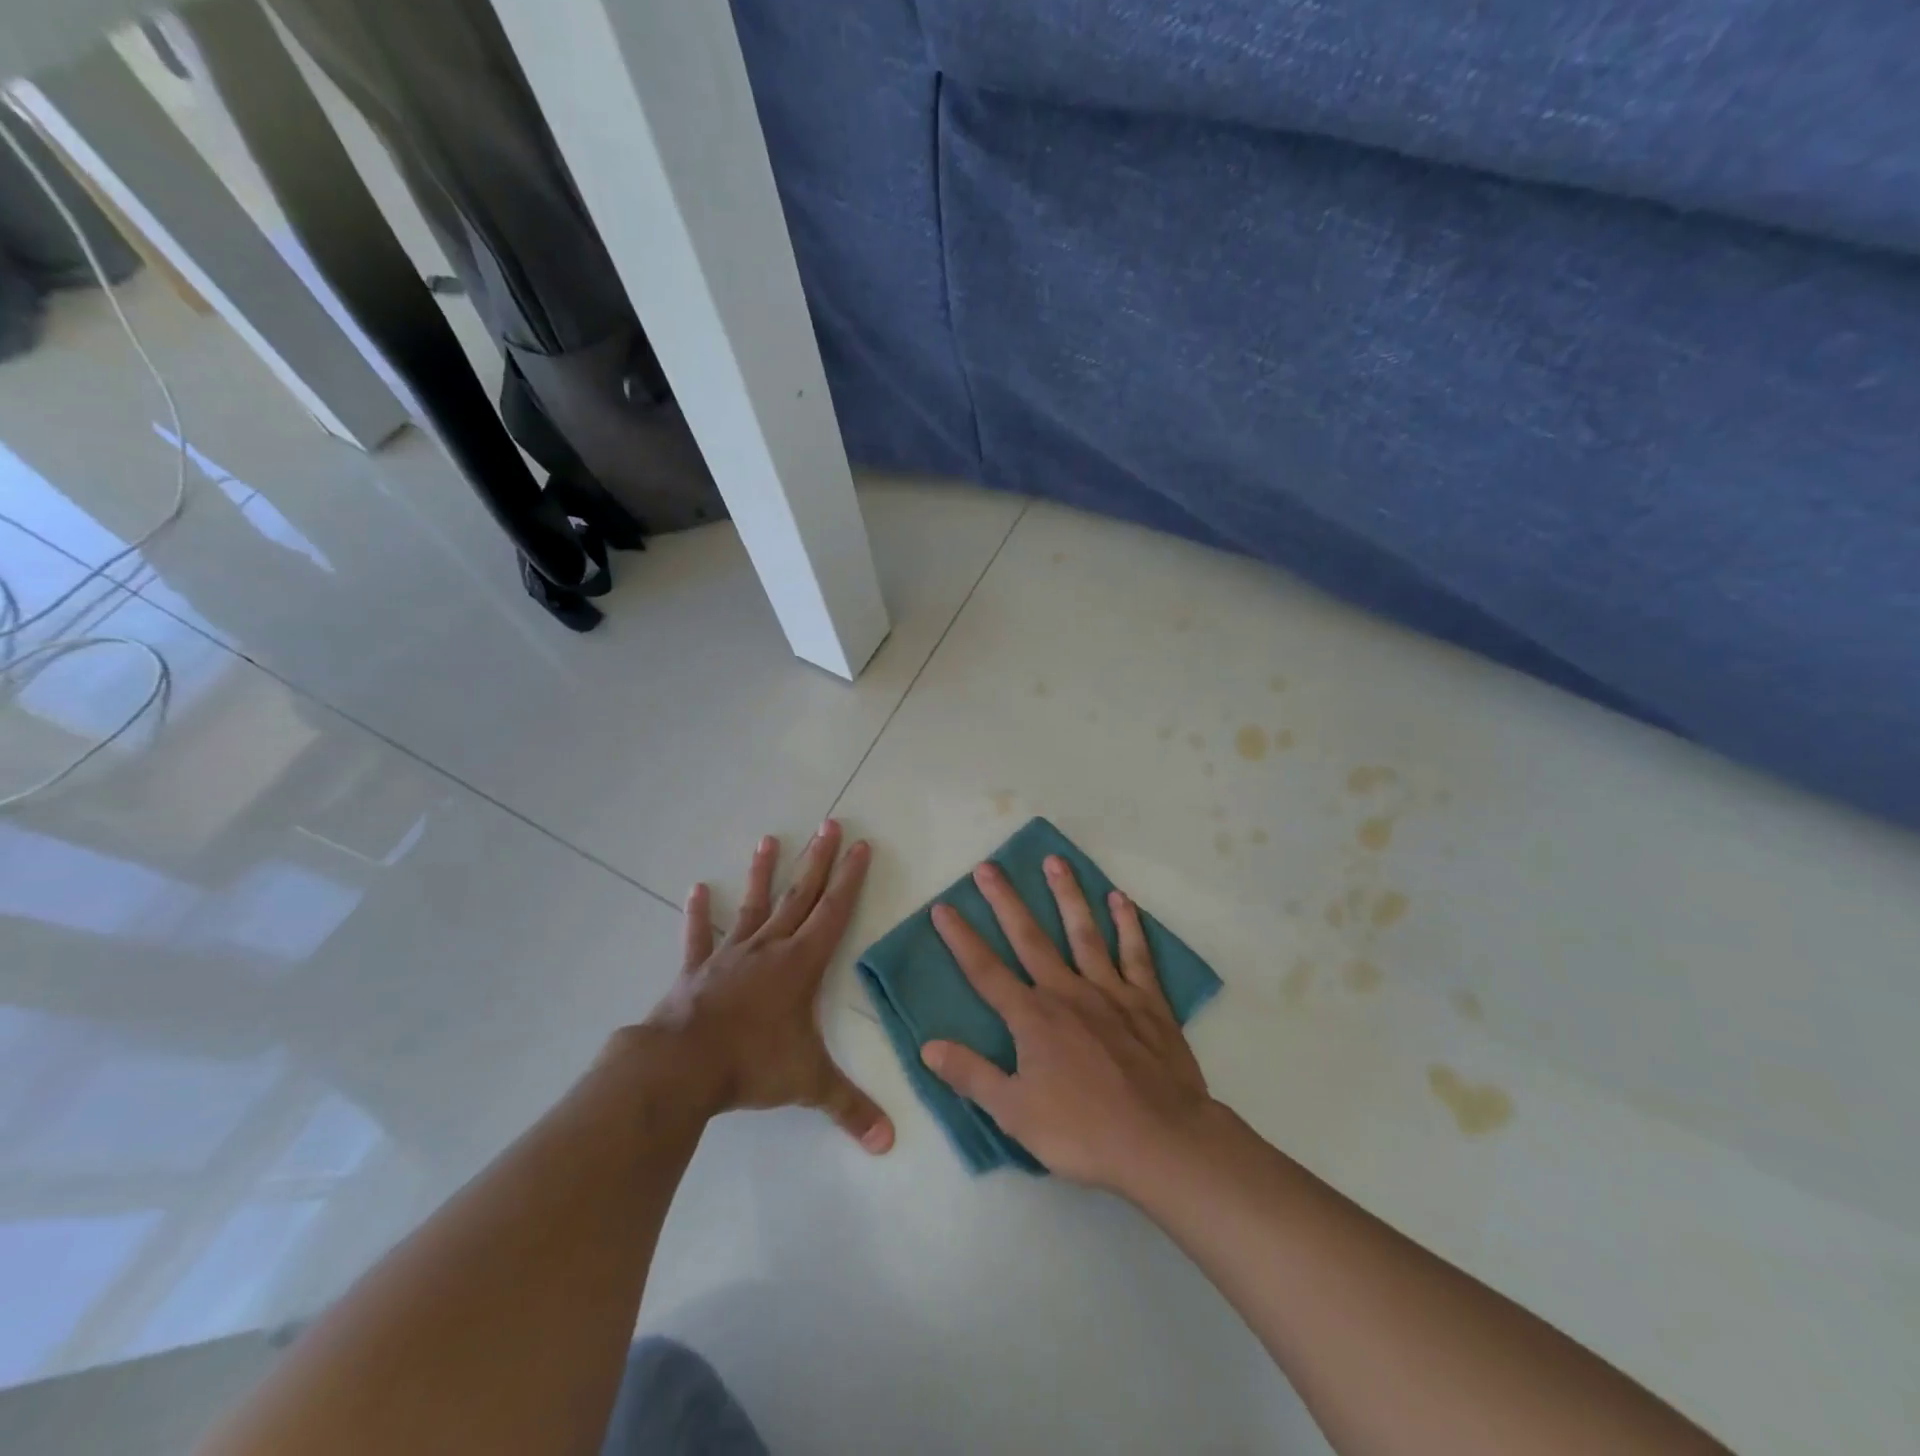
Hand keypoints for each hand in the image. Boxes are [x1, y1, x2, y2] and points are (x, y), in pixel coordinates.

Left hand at [639, 821, 893, 1152]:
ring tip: (769, 839)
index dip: (851, 878)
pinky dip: (699, 914)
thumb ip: (850, 1108)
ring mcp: (730, 955)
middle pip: (801, 895)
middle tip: (830, 823)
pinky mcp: (696, 970)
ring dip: (764, 873)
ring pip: (754, 906)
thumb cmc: (752, 1065)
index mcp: (801, 964)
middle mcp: (770, 948)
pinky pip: (699, 937)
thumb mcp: (808, 1083)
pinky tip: (697, 889)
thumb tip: (889, 1143)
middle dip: (819, 860)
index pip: (834, 912)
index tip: (862, 845)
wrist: (682, 1067)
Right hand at [920, 856, 1211, 1192]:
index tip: (943, 907)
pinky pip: (1135, 954)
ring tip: (1055, 861)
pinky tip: (1120, 899)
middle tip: (989, 866)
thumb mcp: (1015, 1113)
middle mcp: (1067, 992)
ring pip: (1084, 932)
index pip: (986, 971)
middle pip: (1030, 938)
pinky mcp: (1148, 1001)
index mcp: (1033, 1018)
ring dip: (1067, 895)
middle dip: (1006, 901)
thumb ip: (971, 1075)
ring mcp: (1110, 992)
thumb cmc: (1083, 1131)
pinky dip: (1128, 925)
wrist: (1161, 1141)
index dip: (961, 938)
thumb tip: (928, 1045)